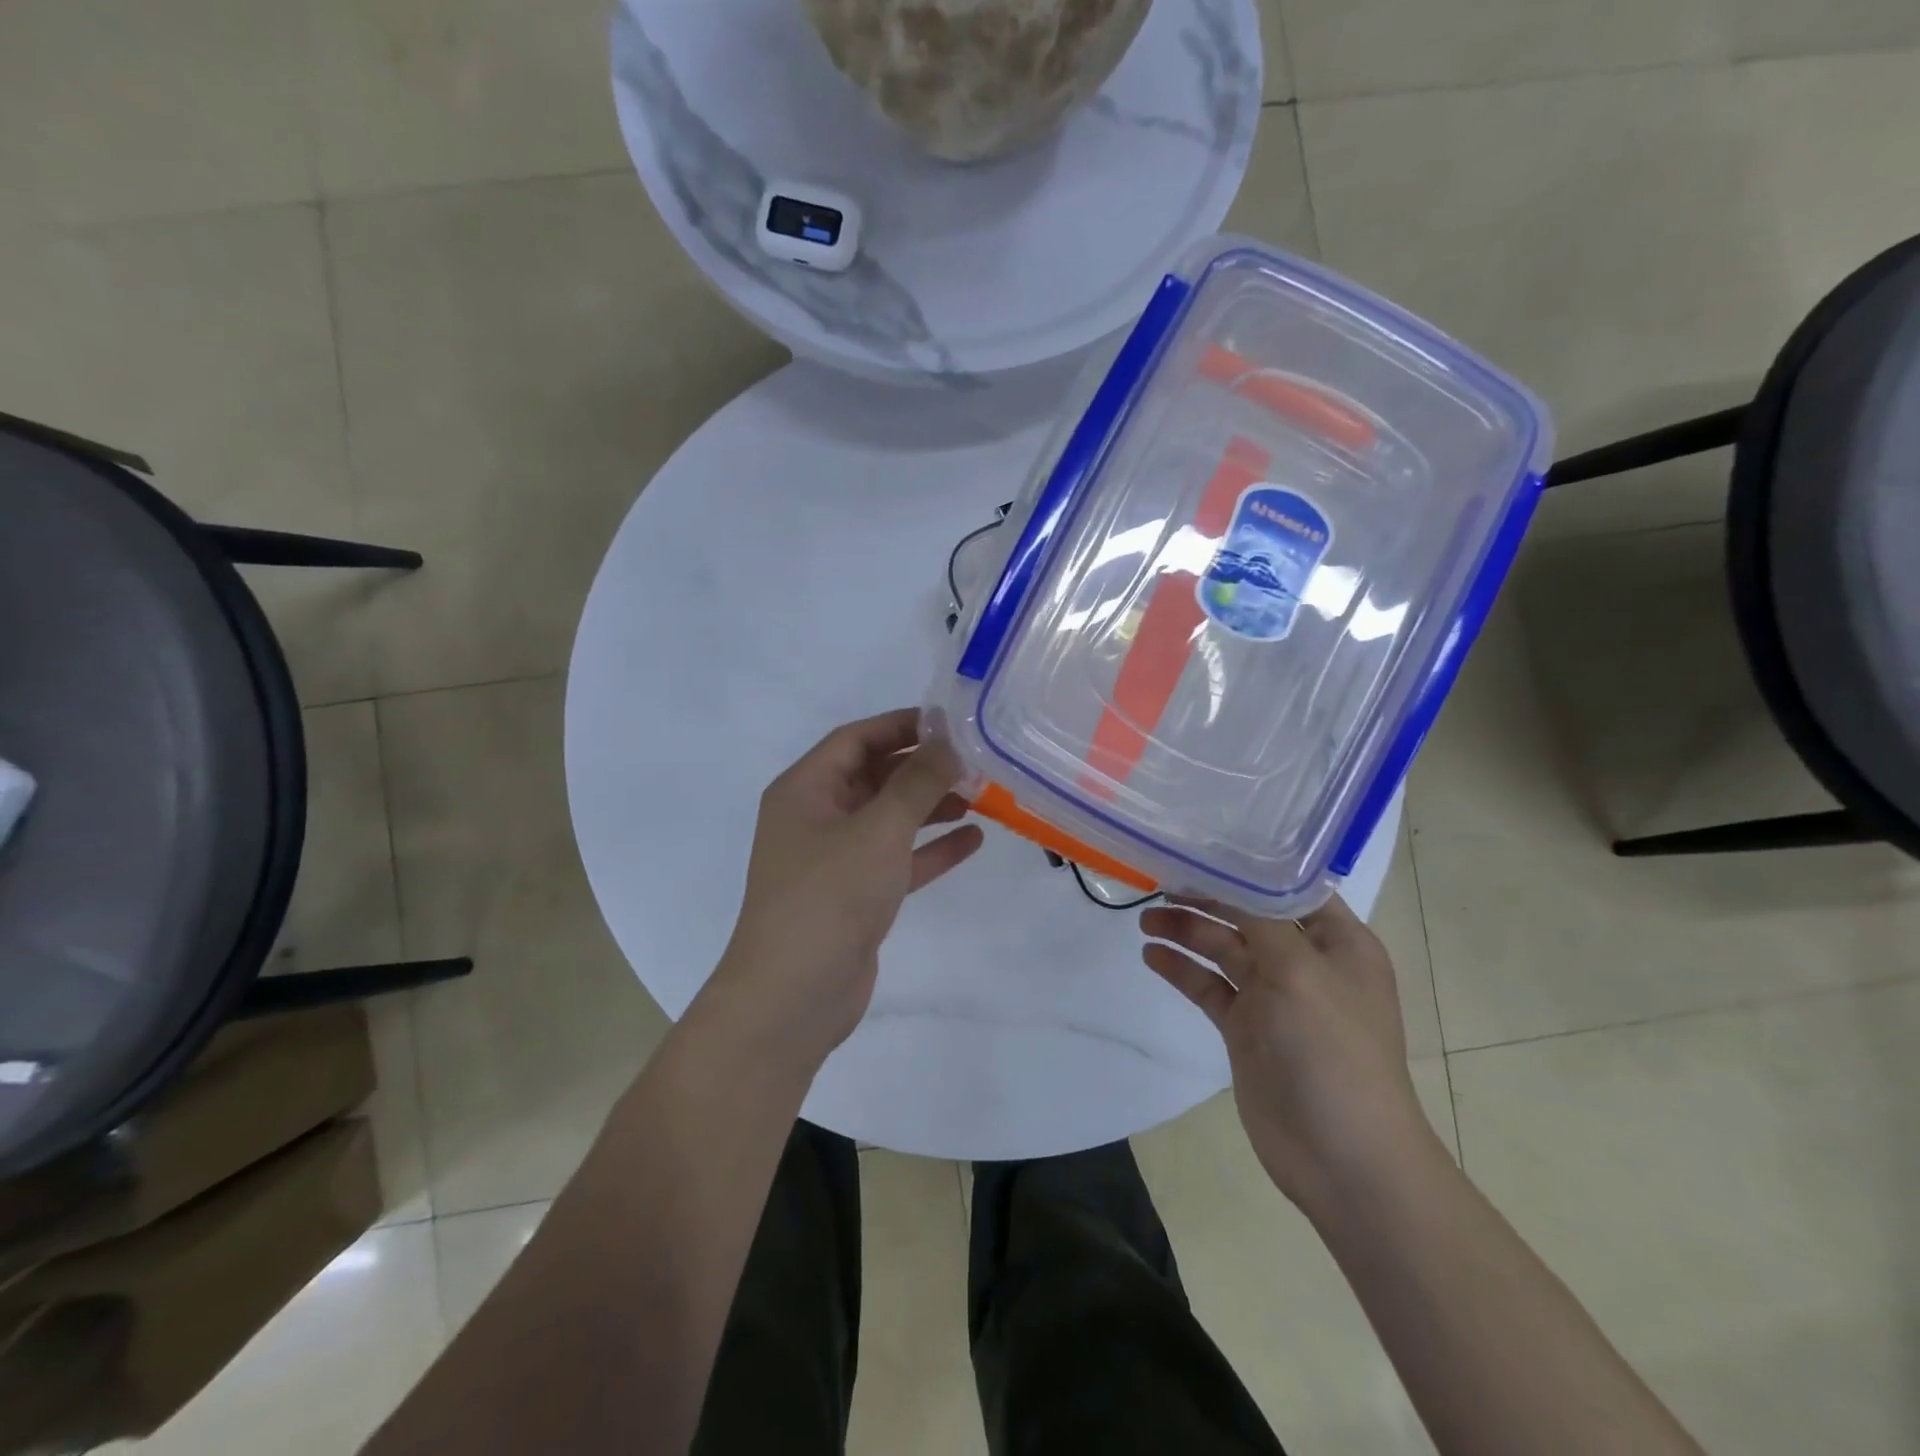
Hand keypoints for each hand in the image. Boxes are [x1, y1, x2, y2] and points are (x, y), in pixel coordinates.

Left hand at [710, 709, 983, 1069]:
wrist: (794, 996)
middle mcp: (815, 817)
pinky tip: (973, 841)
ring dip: (930, 807)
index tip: (951, 723)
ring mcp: (834, 859)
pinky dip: (929, 849)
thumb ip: (918, 782)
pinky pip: (896, 859)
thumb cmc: (830, 896)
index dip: (902, 725)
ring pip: (888, 819)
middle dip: (922, 768)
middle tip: (976, 761)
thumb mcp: (879, 829)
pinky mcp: (854, 895)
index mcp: (805, 790)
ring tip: (982, 796)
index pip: (856, 739)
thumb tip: (949, 742)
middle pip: (874, 777)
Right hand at [1139, 894, 1436, 1212]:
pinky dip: (1182, 969)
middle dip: (1206, 896)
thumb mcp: (1298, 970)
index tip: (1199, 843)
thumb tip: (1224, 875)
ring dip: (1187, 930)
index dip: (1246, 864)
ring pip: (1223, 948)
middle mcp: (1306, 961)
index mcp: (1337, 941)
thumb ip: (1258, 918)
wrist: (1343, 1158)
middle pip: (1248, 913)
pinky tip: (1152, 955)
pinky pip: (1209, 986)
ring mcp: (1274, 997)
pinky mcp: (1247, 1028)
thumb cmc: (1331, 1051)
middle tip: (1158, 879)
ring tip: (1145, 918)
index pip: (1288, 885)